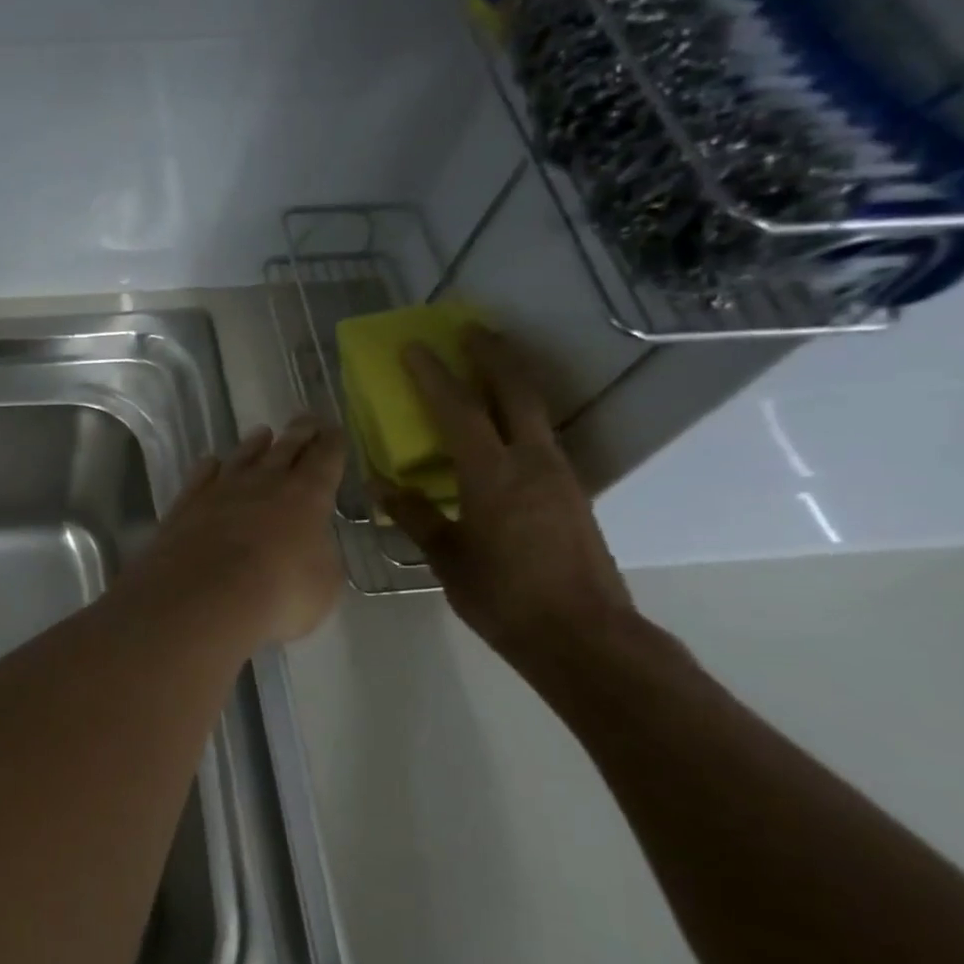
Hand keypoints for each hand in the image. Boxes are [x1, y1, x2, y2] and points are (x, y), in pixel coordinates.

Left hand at [123, 416, 347, 646]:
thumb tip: (312, 546)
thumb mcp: (323, 584)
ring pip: (241, 457)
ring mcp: (220, 489)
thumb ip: (321, 557)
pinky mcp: (186, 504)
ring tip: (262, 433)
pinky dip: (209, 467)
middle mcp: (263, 482)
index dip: (332, 444)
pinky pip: (201, 476)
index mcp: (307, 496)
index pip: (325, 460)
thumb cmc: (278, 594)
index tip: (335, 429)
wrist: (202, 595)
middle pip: (285, 449)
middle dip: (299, 433)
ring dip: (254, 445)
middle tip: (306, 419)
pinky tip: (211, 462)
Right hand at [373, 327, 636, 662]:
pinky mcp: (571, 492)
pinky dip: (520, 414)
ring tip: (489, 364)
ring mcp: (559, 474)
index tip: (414, 347)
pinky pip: (541, 436)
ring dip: (511, 379)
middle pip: (515, 390)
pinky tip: (505, 426)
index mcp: (493, 475)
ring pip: (536, 410)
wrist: (581, 634)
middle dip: (492, 354)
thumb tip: (381, 485)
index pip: (459, 410)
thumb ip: (414, 515)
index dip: (434, 375)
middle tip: (471, 329)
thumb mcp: (446, 557)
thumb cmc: (502, 596)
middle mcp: (533, 462)